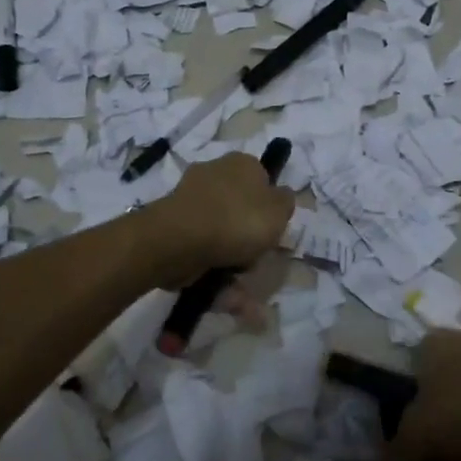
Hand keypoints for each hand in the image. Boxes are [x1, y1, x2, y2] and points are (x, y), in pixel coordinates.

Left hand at [148, 153, 295, 288]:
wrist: (181, 239)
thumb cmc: (239, 220)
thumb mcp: (279, 209)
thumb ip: (286, 201)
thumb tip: (280, 196)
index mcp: (241, 163)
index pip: (262, 179)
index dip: (270, 206)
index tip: (273, 229)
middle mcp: (214, 174)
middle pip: (241, 209)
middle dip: (250, 238)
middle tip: (258, 259)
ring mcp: (191, 202)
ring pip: (222, 234)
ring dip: (235, 262)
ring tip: (247, 296)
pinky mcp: (175, 228)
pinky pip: (203, 251)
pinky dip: (216, 274)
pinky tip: (228, 297)